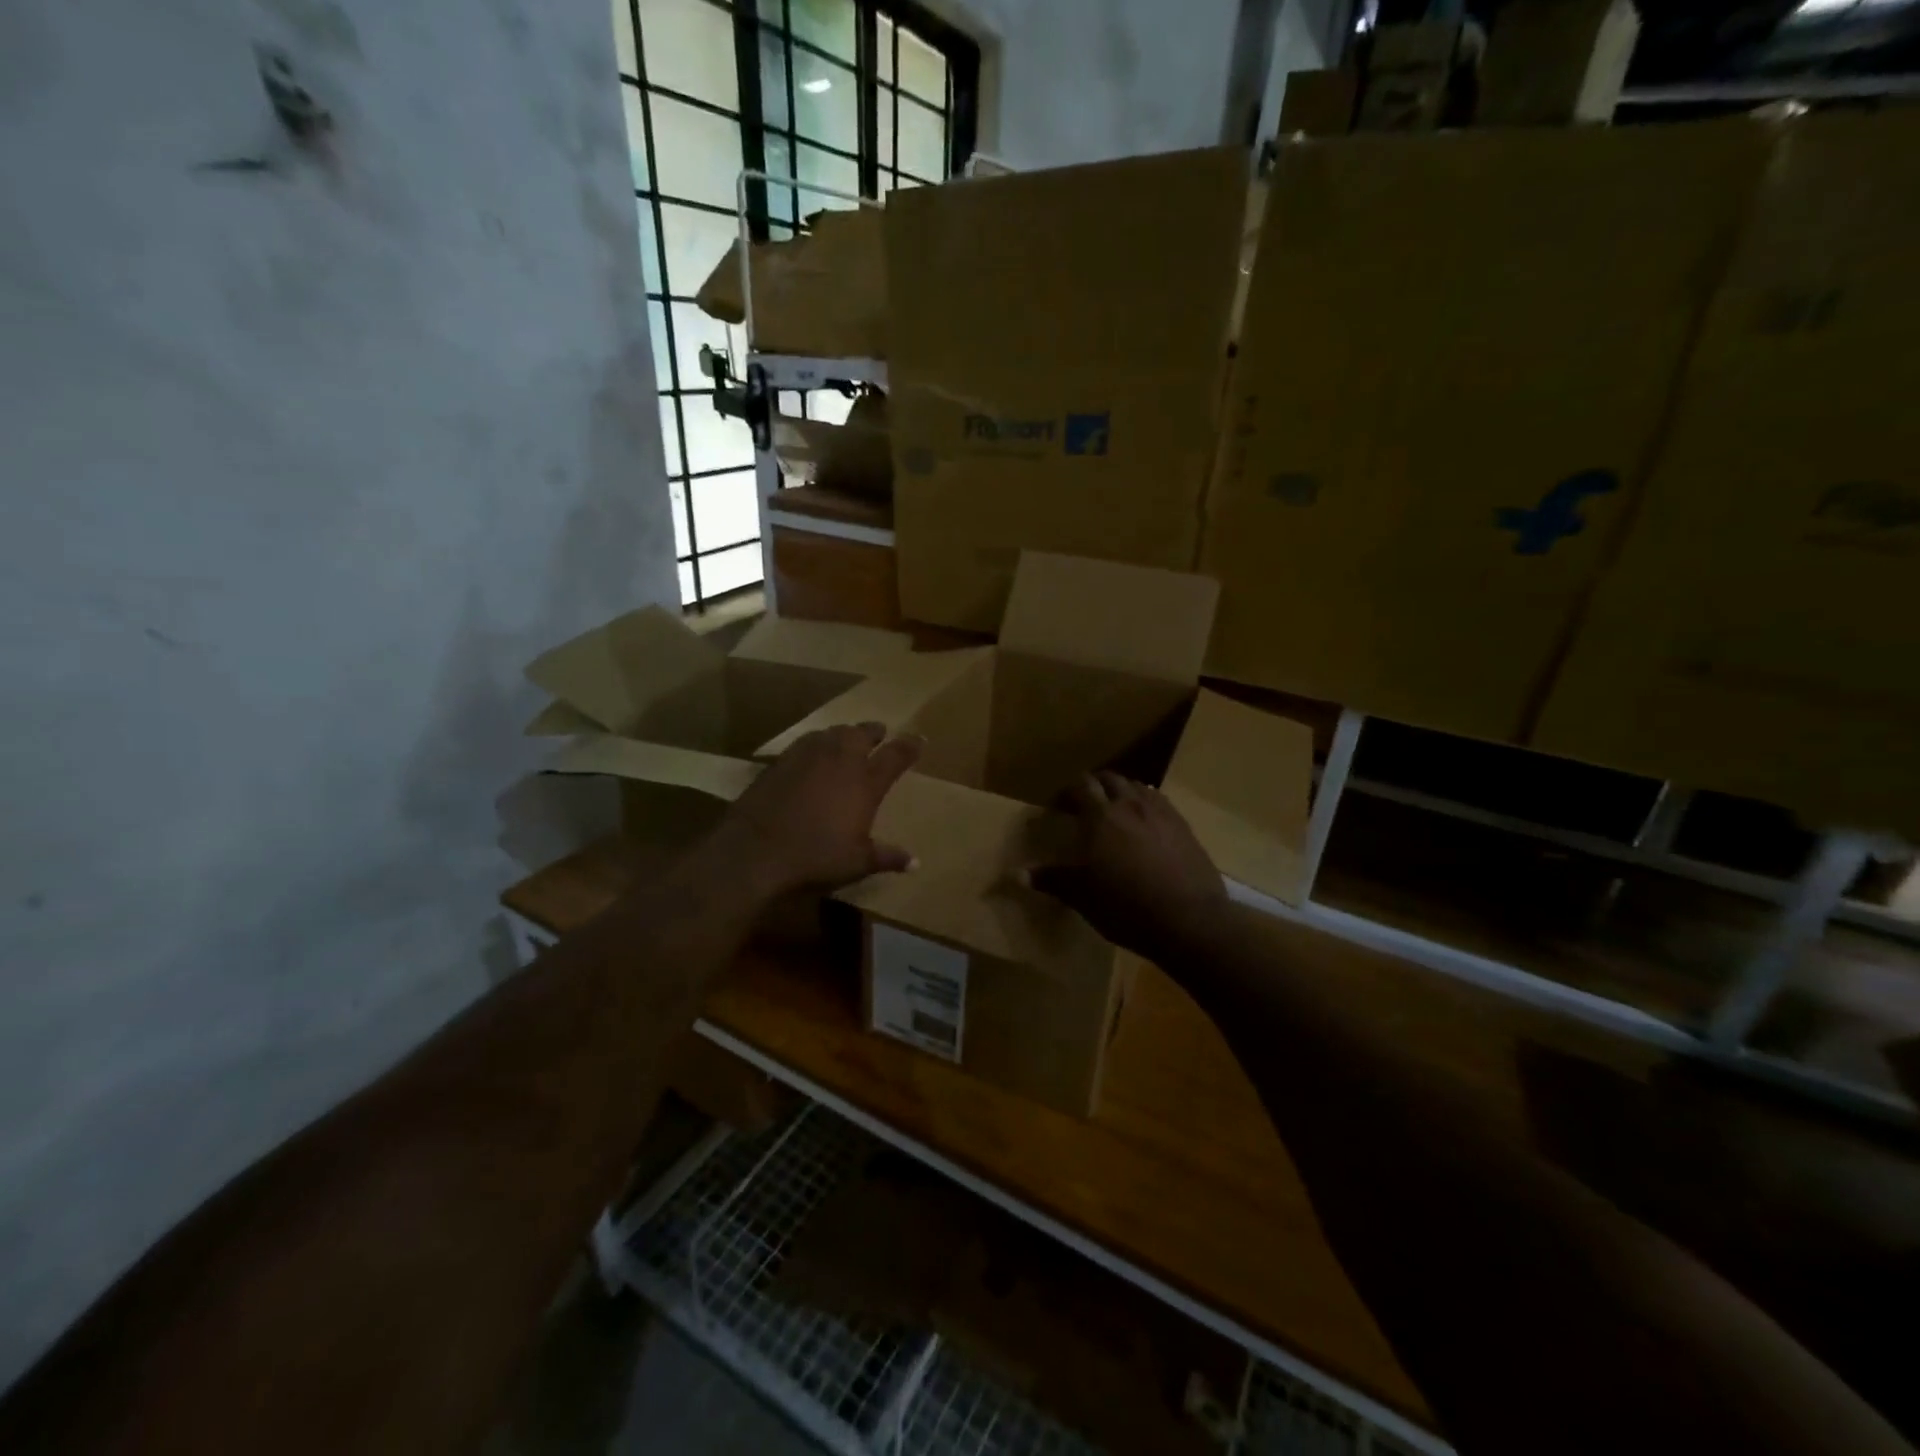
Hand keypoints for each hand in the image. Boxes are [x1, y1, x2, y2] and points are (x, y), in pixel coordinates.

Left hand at [713, 722, 921, 897]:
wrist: (756, 851)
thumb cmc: (816, 857)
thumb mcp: (857, 862)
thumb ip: (887, 857)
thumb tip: (916, 863)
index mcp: (865, 782)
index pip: (895, 756)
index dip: (910, 746)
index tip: (920, 739)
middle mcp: (840, 760)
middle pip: (862, 733)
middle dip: (875, 731)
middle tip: (881, 732)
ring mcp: (808, 756)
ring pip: (833, 732)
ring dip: (845, 733)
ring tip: (849, 737)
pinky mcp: (781, 761)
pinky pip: (807, 742)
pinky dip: (818, 742)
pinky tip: (815, 751)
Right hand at [1026, 772, 1226, 961]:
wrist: (1189, 920)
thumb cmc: (1126, 907)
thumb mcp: (1082, 896)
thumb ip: (1050, 879)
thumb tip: (1014, 874)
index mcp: (1100, 816)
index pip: (1079, 786)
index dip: (1066, 792)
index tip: (1057, 807)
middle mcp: (1130, 805)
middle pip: (1109, 779)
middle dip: (1094, 786)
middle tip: (1084, 805)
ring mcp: (1161, 813)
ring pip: (1137, 786)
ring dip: (1122, 792)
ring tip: (1115, 810)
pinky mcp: (1184, 826)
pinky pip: (1160, 802)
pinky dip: (1146, 804)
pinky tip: (1146, 824)